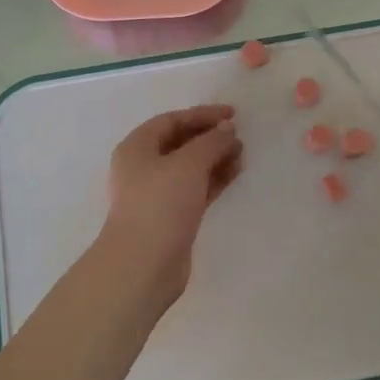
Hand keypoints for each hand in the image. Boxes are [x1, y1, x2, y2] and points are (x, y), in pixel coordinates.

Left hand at [99, 104, 243, 306]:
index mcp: (137, 148)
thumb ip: (211, 142)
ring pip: (190, 167)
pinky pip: (196, 188)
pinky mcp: (171, 216)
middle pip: (181, 143)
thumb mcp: (188, 164)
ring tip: (242, 154)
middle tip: (239, 136)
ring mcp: (157, 193)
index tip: (233, 115)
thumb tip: (227, 129)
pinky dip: (214, 179)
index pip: (172, 121)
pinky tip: (235, 173)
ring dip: (215, 158)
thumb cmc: (161, 204)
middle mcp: (143, 167)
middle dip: (210, 138)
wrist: (144, 264)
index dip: (202, 115)